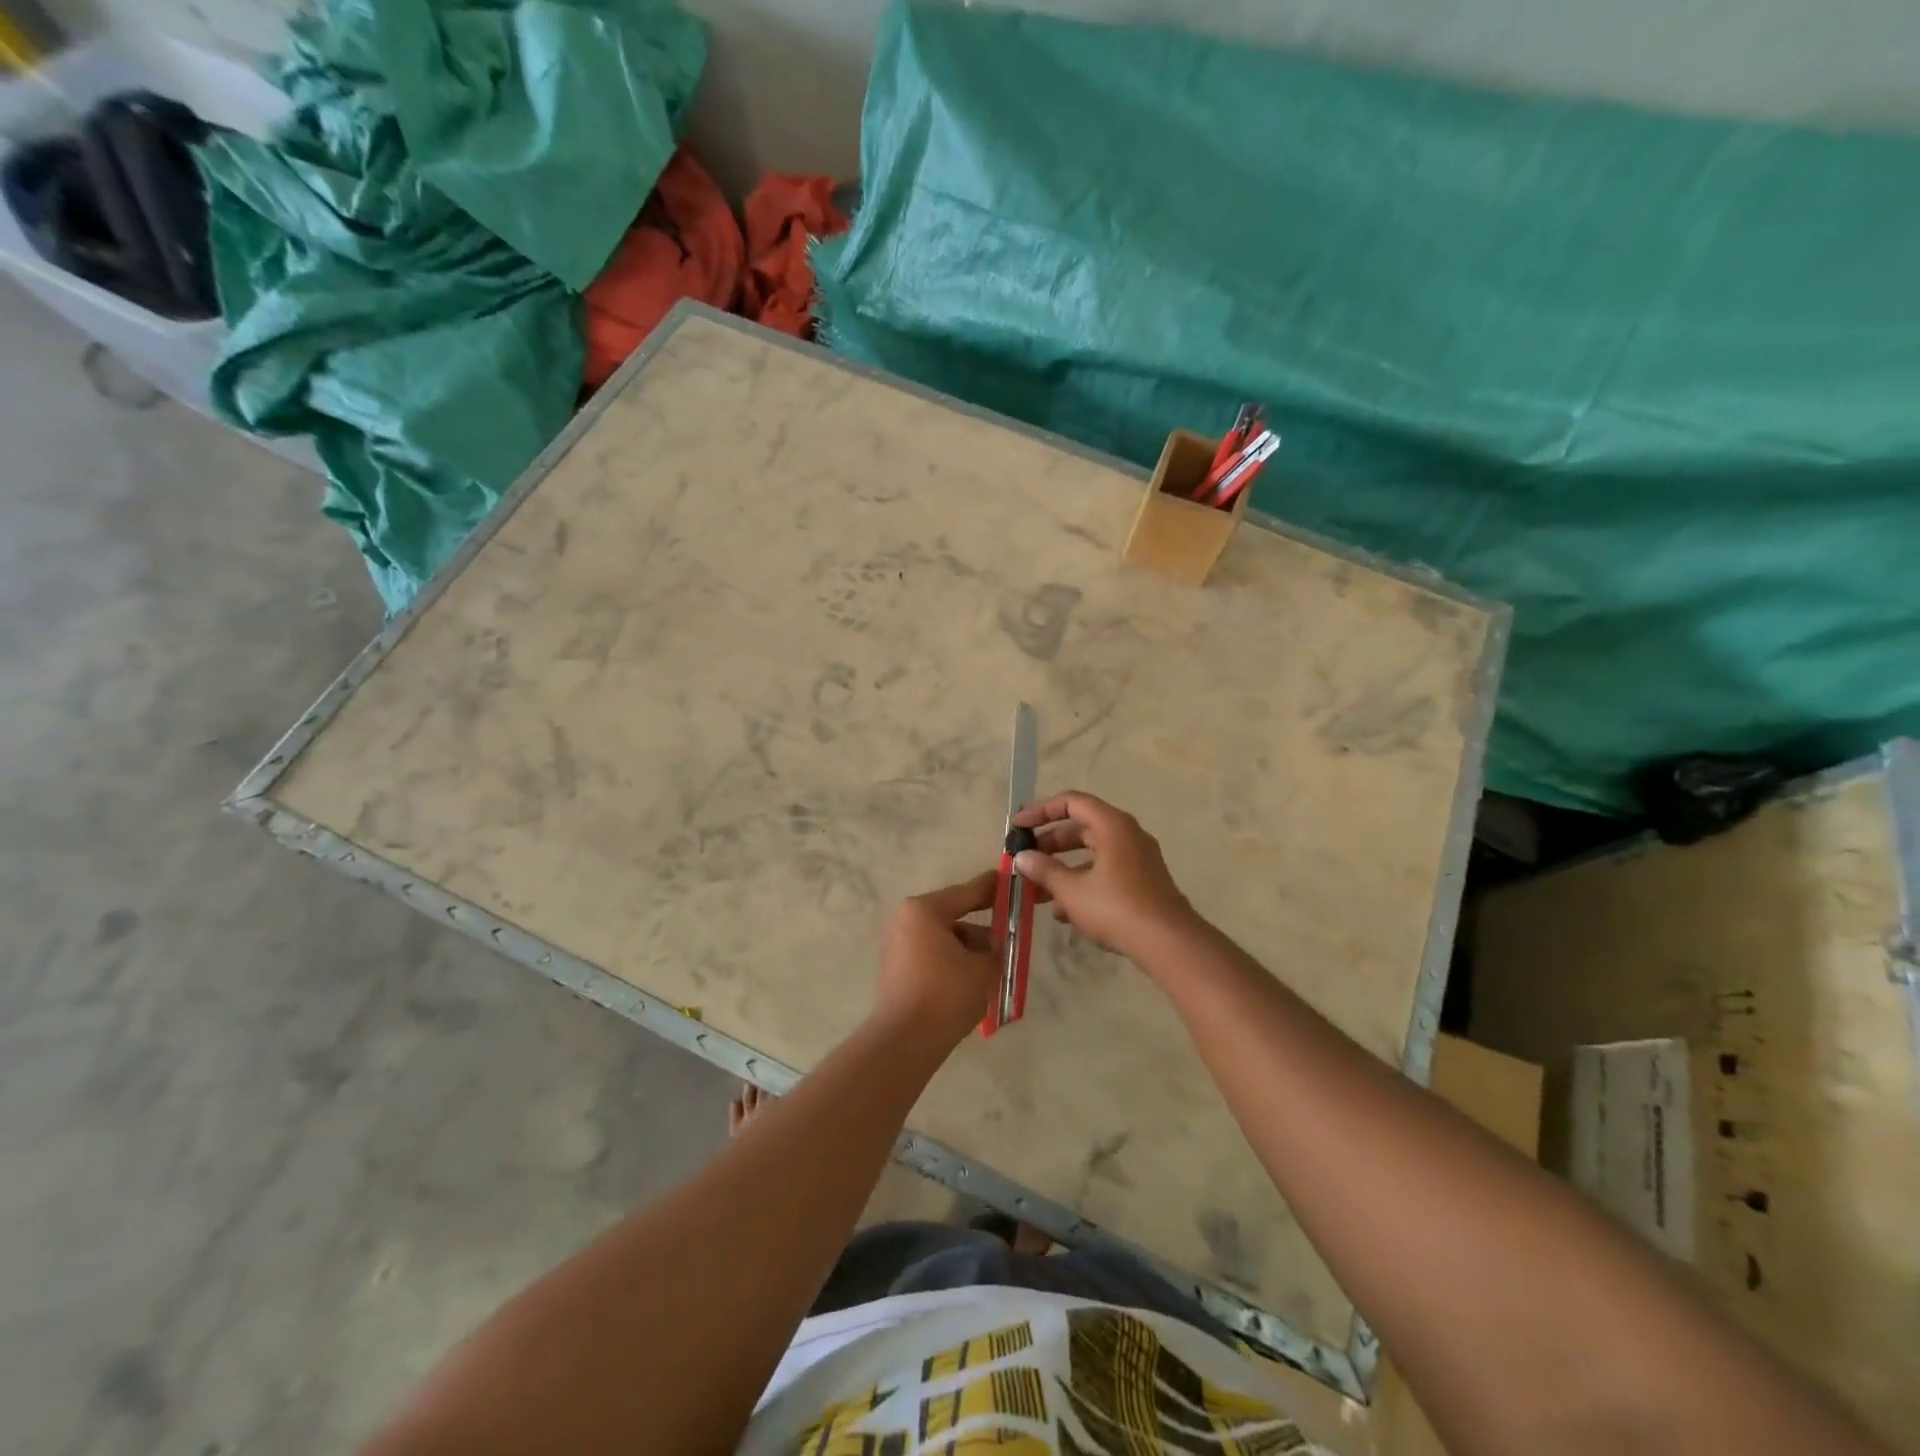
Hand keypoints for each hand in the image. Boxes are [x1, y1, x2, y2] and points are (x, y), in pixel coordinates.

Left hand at [875, 870, 1000, 1047]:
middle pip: (953, 915)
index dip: (992, 888)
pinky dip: (953, 961)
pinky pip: (932, 955)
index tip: (1010, 880)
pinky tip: (974, 979)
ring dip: (969, 948)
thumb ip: (994, 948)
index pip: (966, 892)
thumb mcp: (983, 968)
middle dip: (982, 926)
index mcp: (924, 910)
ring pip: (943, 938)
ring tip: (995, 964)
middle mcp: (906, 921)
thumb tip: (993, 944)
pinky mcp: (896, 969)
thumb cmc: (946, 994)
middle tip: (1010, 929)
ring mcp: (898, 945)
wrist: (905, 1041)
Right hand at [1011, 792, 1197, 959]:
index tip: (1018, 827)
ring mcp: (1138, 858)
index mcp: (1112, 825)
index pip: (1071, 802)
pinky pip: (1105, 871)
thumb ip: (1044, 870)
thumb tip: (1022, 857)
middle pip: (1081, 828)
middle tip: (1025, 859)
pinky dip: (1083, 882)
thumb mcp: (1072, 890)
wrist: (1168, 943)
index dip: (1041, 811)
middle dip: (1050, 844)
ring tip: (1037, 891)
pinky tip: (1063, 911)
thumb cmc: (1117, 908)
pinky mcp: (1142, 881)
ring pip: (1092, 854)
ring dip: (1063, 868)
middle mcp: (1127, 834)